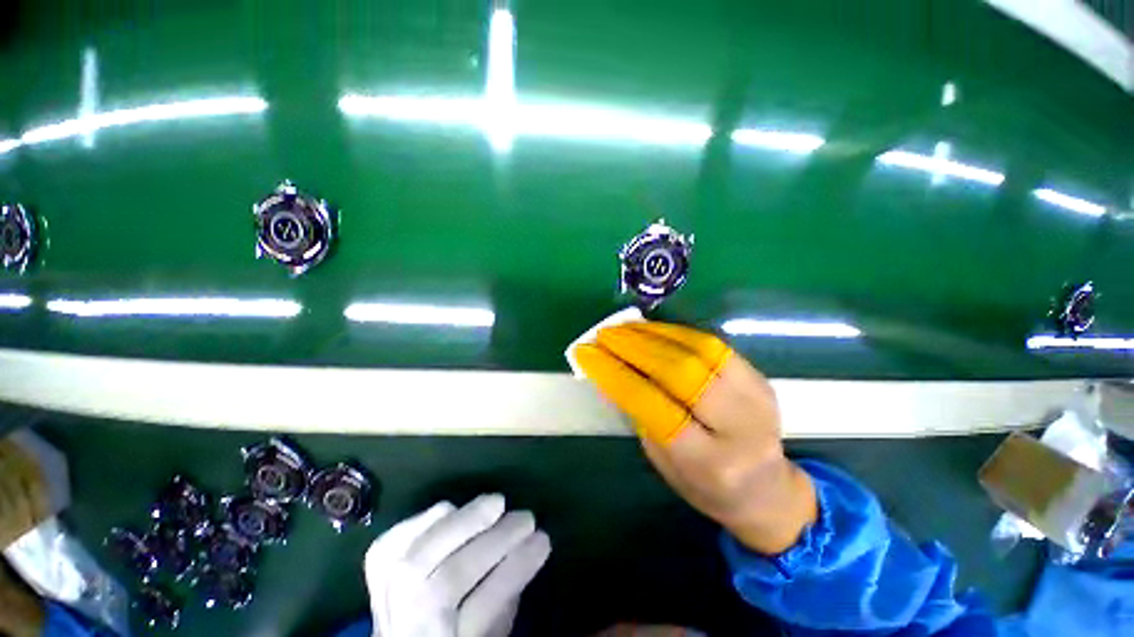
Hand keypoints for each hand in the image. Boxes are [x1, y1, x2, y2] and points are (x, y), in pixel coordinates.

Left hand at [364, 494, 550, 636]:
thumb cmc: (456, 633)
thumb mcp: (489, 631)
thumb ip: (505, 598)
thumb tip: (527, 549)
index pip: (483, 608)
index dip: (515, 570)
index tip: (543, 540)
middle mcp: (410, 626)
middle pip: (449, 581)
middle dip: (494, 542)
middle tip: (526, 518)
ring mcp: (385, 598)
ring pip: (419, 557)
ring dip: (464, 522)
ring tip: (497, 502)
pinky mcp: (374, 572)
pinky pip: (393, 544)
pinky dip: (423, 520)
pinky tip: (451, 508)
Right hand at [575, 321, 816, 553]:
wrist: (768, 492)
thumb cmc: (706, 486)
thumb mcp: (664, 462)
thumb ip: (639, 416)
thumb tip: (610, 373)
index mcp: (707, 463)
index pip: (653, 406)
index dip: (616, 375)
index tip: (588, 354)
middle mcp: (737, 428)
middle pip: (680, 372)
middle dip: (634, 347)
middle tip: (604, 335)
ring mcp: (755, 397)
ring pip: (699, 350)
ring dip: (654, 334)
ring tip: (623, 327)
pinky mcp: (759, 377)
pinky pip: (712, 344)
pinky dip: (676, 332)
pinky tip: (652, 329)